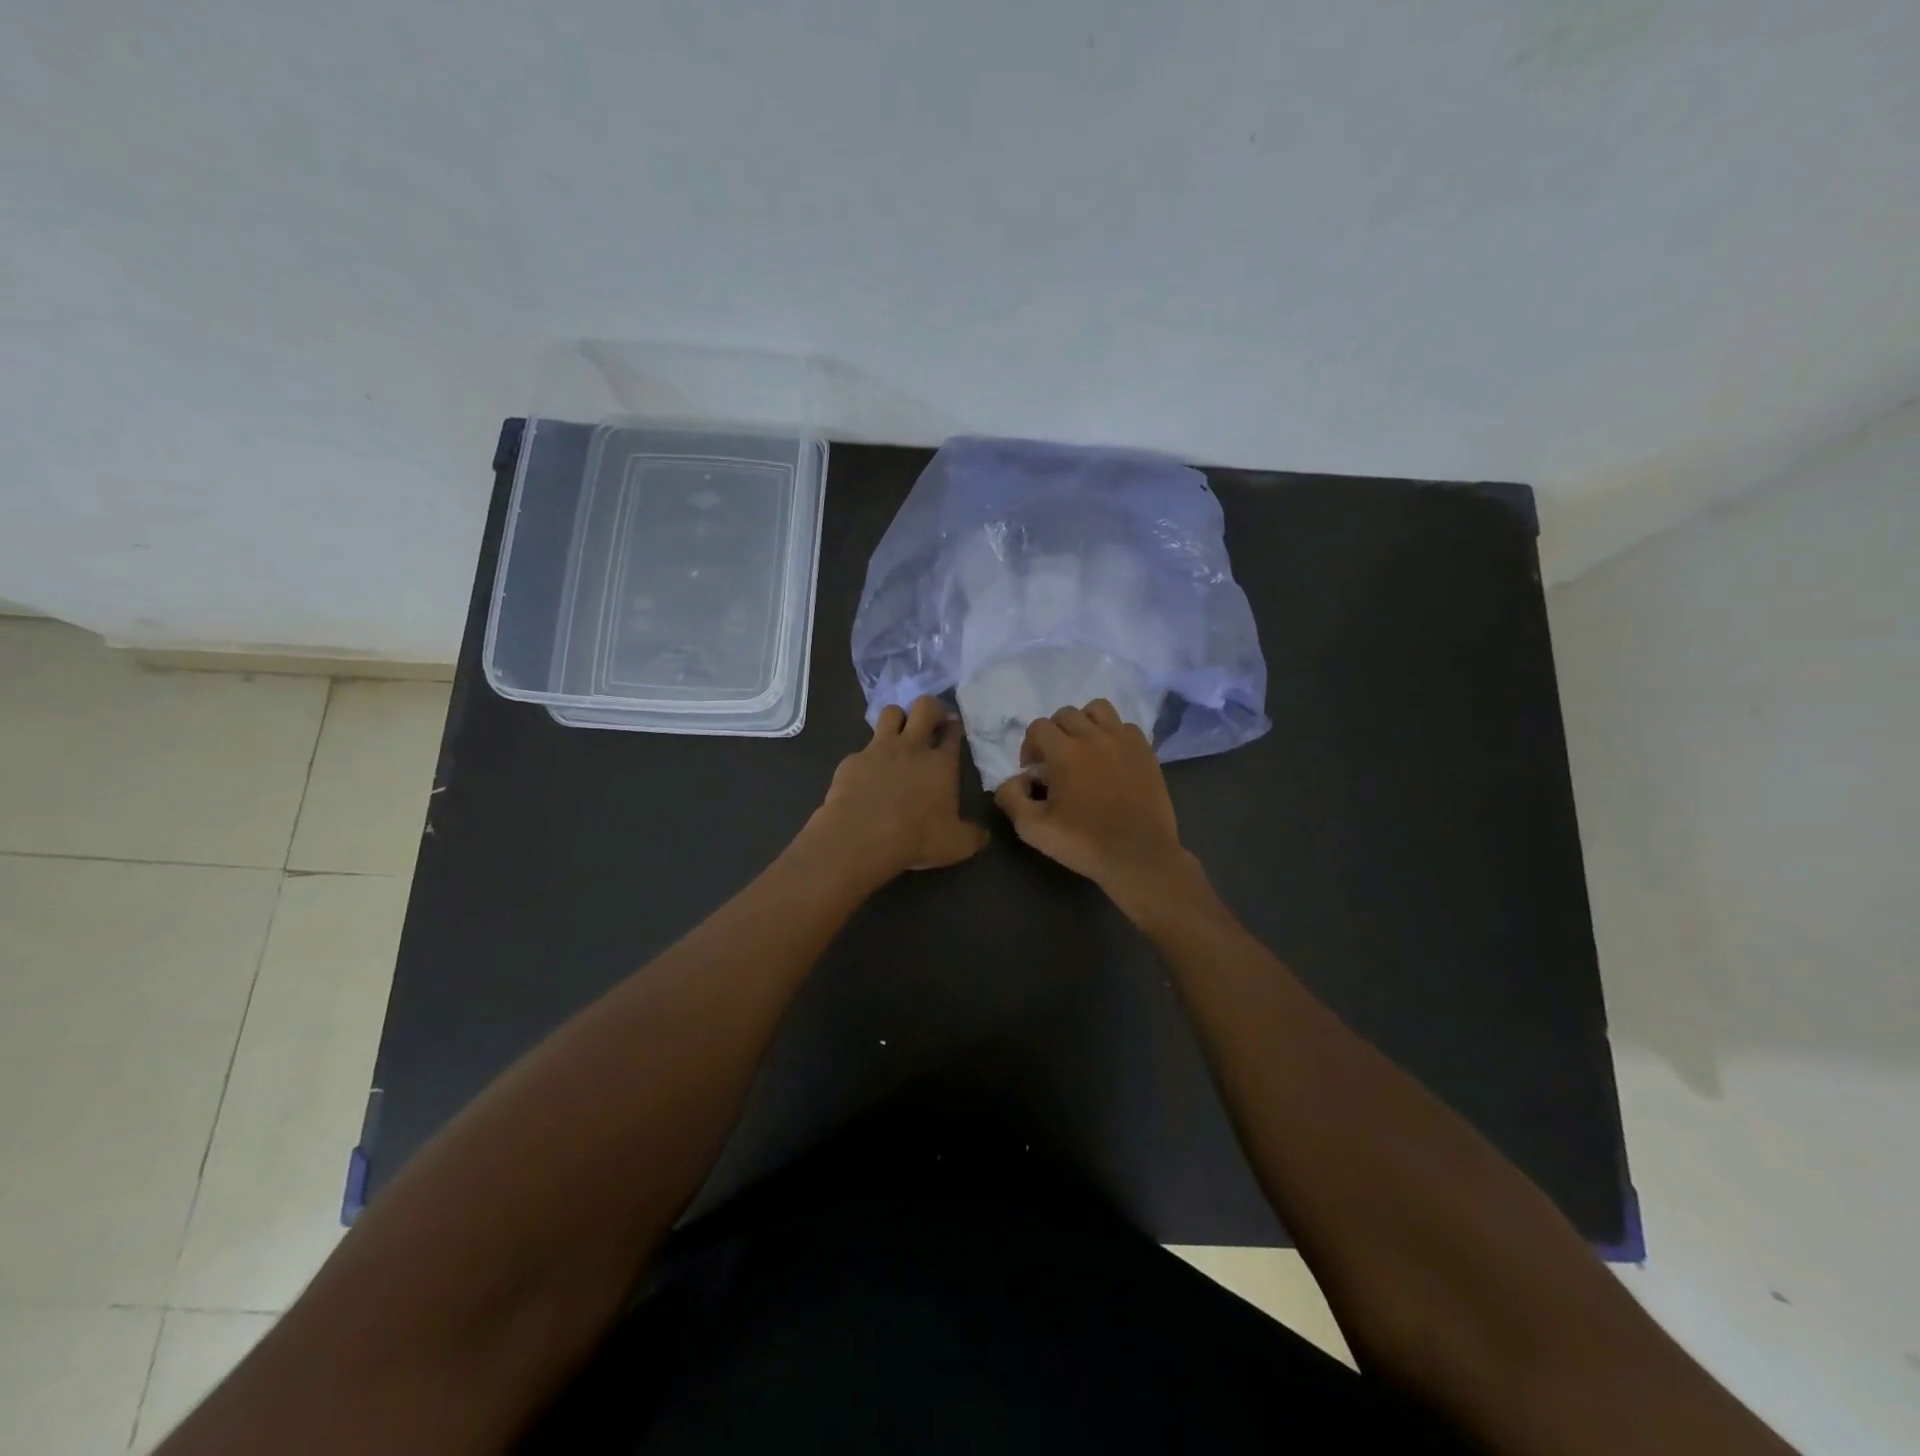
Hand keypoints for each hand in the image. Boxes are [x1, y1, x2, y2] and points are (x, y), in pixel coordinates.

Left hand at [804, 696, 988, 883]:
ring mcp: (879, 749)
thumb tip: (983, 834)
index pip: (952, 733)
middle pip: (924, 706)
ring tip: (898, 735)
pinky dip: (867, 758)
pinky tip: (866, 776)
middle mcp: (912, 747)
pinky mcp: (852, 759)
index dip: (954, 727)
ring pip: (890, 712)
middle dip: (931, 707)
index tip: (954, 728)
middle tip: (931, 721)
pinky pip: (862, 749)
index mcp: (941, 763)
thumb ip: (973, 836)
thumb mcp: (956, 845)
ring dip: (897, 719)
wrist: (862, 835)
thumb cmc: (916, 837)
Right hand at [992, 700, 1193, 907]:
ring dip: (1084, 723)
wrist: (1139, 856)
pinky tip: (1110, 758)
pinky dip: (1113, 734)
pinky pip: (1125, 726)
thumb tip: (1014, 779)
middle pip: (1065, 713)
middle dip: (1054, 734)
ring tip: (1083, 749)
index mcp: (1065, 752)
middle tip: (1055, 762)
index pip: (1038, 726)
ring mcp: (1124, 740)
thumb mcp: (1032, 828)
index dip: (1029, 746)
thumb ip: (1011, 797)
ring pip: (1098, 709)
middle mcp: (1094, 736)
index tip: (1034, 772)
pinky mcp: (1146, 750)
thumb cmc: (1084, 842)